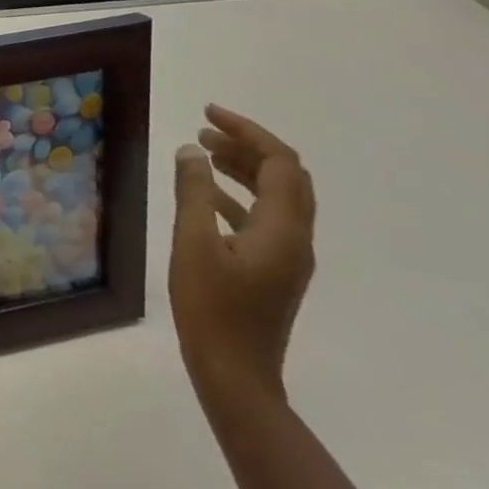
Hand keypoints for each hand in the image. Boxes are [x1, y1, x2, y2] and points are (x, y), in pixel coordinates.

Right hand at [169, 105, 316, 408]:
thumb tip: (191, 149)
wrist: (235, 375)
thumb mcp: (193, 244)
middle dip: (247, 146)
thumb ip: (194, 192)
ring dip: (243, 168)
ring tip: (202, 151)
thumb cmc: (212, 308)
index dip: (248, 131)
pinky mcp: (274, 270)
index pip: (280, 163)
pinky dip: (238, 194)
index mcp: (283, 230)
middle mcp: (296, 239)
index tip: (208, 113)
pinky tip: (205, 195)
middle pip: (286, 177)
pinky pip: (264, 217)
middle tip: (203, 128)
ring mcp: (288, 257)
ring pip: (276, 196)